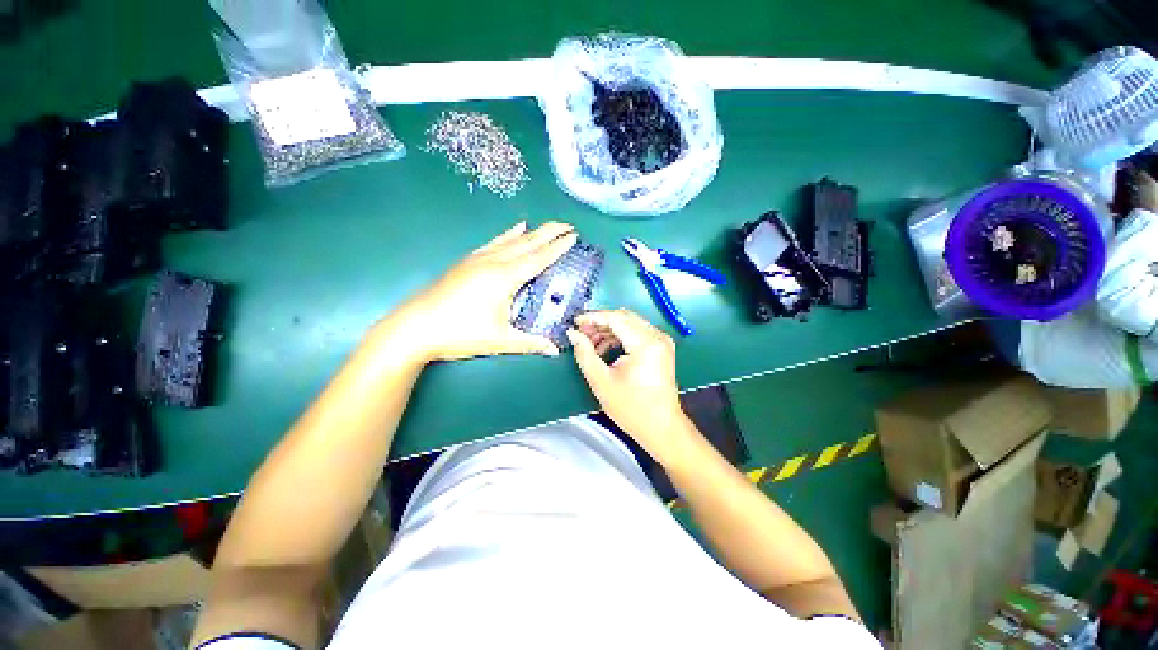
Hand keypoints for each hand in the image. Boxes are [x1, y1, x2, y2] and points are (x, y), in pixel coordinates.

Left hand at [391, 222, 577, 361]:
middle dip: (549, 233)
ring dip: (532, 232)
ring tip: (547, 226)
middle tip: (568, 224)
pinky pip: (494, 242)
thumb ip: (531, 343)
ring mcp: (478, 259)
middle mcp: (493, 262)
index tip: (573, 235)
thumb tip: (555, 350)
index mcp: (505, 278)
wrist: (416, 327)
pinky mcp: (468, 262)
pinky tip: (516, 229)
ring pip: (511, 240)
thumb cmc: (461, 333)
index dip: (557, 247)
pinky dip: (508, 234)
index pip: (538, 258)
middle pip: (527, 243)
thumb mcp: (500, 340)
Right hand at [567, 310, 692, 461]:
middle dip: (600, 323)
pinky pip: (637, 333)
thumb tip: (573, 334)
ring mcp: (662, 341)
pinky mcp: (661, 348)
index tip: (575, 322)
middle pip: (624, 317)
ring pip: (630, 324)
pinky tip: (605, 350)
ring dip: (608, 331)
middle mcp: (657, 336)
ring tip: (590, 345)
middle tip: (580, 333)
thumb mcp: (601, 381)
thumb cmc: (631, 408)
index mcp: (646, 343)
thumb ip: (584, 353)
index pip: (616, 318)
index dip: (593, 318)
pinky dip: (620, 337)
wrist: (662, 428)